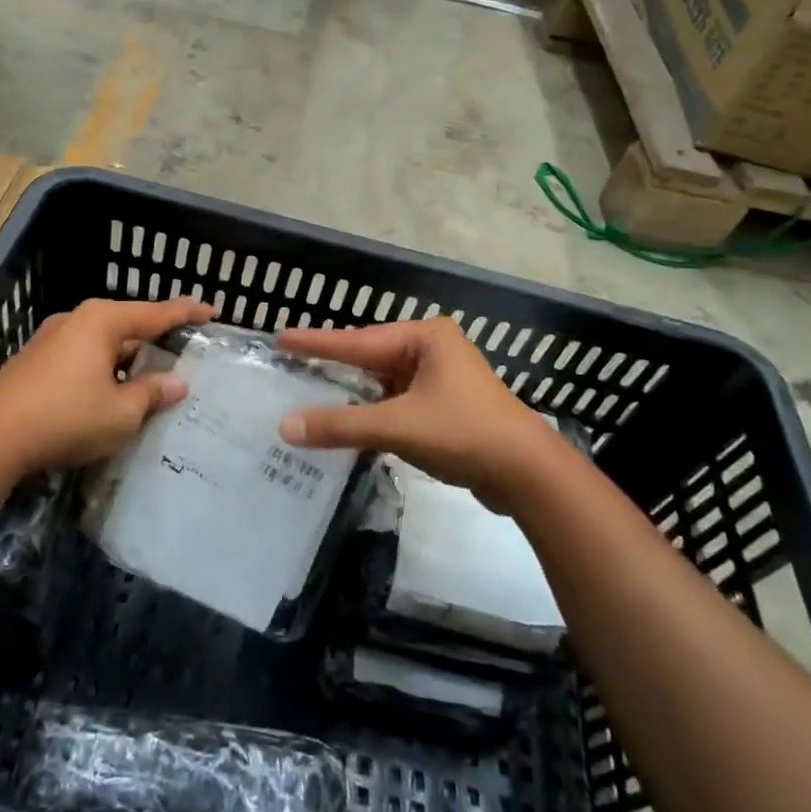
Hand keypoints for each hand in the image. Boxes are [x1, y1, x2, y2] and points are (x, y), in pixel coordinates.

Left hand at [0, 296, 215, 471]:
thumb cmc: (65, 417)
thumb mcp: (121, 413)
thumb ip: (152, 394)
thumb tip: (177, 383)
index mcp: (103, 321)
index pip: (157, 313)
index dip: (187, 313)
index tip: (213, 312)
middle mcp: (78, 320)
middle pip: (128, 325)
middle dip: (155, 340)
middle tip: (183, 354)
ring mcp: (52, 339)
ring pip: (104, 344)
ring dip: (128, 360)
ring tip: (151, 380)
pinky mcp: (36, 362)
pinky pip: (84, 358)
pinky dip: (104, 370)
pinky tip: (111, 394)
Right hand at [276, 318, 563, 515]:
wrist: (529, 474)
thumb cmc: (464, 433)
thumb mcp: (397, 426)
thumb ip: (341, 425)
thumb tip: (285, 427)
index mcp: (425, 338)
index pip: (358, 340)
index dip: (317, 343)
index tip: (281, 338)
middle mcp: (433, 349)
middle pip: (371, 358)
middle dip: (335, 366)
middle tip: (293, 365)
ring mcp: (443, 379)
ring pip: (385, 383)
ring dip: (355, 394)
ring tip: (313, 393)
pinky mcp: (448, 407)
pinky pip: (399, 402)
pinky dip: (374, 412)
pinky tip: (351, 423)